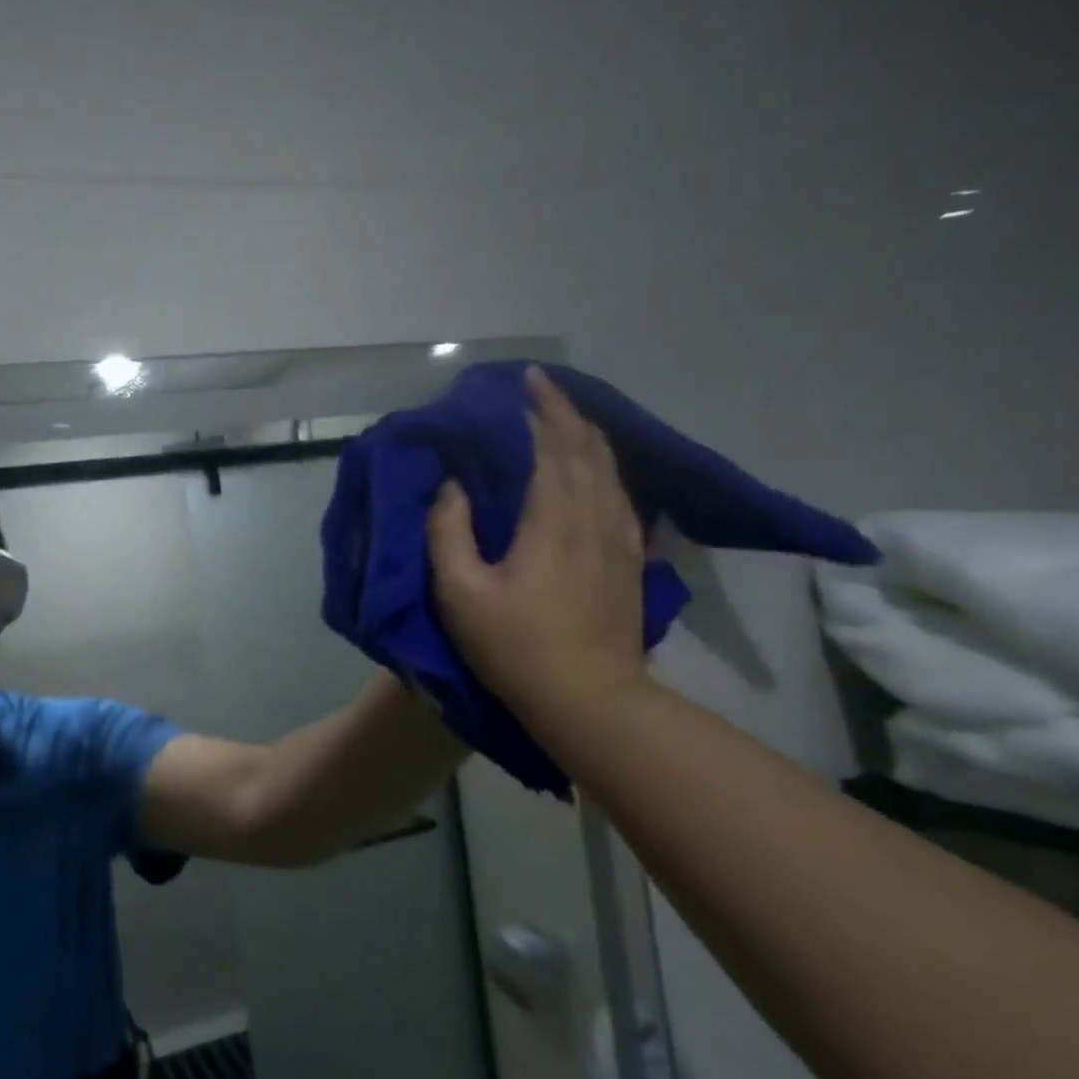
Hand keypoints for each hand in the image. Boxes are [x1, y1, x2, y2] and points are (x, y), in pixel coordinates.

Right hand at [425, 365, 649, 725]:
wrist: (589, 699)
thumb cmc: (515, 645)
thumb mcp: (460, 591)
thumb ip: (448, 531)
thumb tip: (451, 486)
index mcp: (552, 519)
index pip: (553, 445)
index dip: (541, 408)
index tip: (526, 379)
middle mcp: (593, 517)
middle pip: (588, 449)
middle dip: (566, 412)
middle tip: (542, 389)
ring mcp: (619, 540)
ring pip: (611, 470)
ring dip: (588, 437)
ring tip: (566, 420)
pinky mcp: (630, 561)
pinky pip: (621, 498)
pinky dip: (606, 470)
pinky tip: (598, 473)